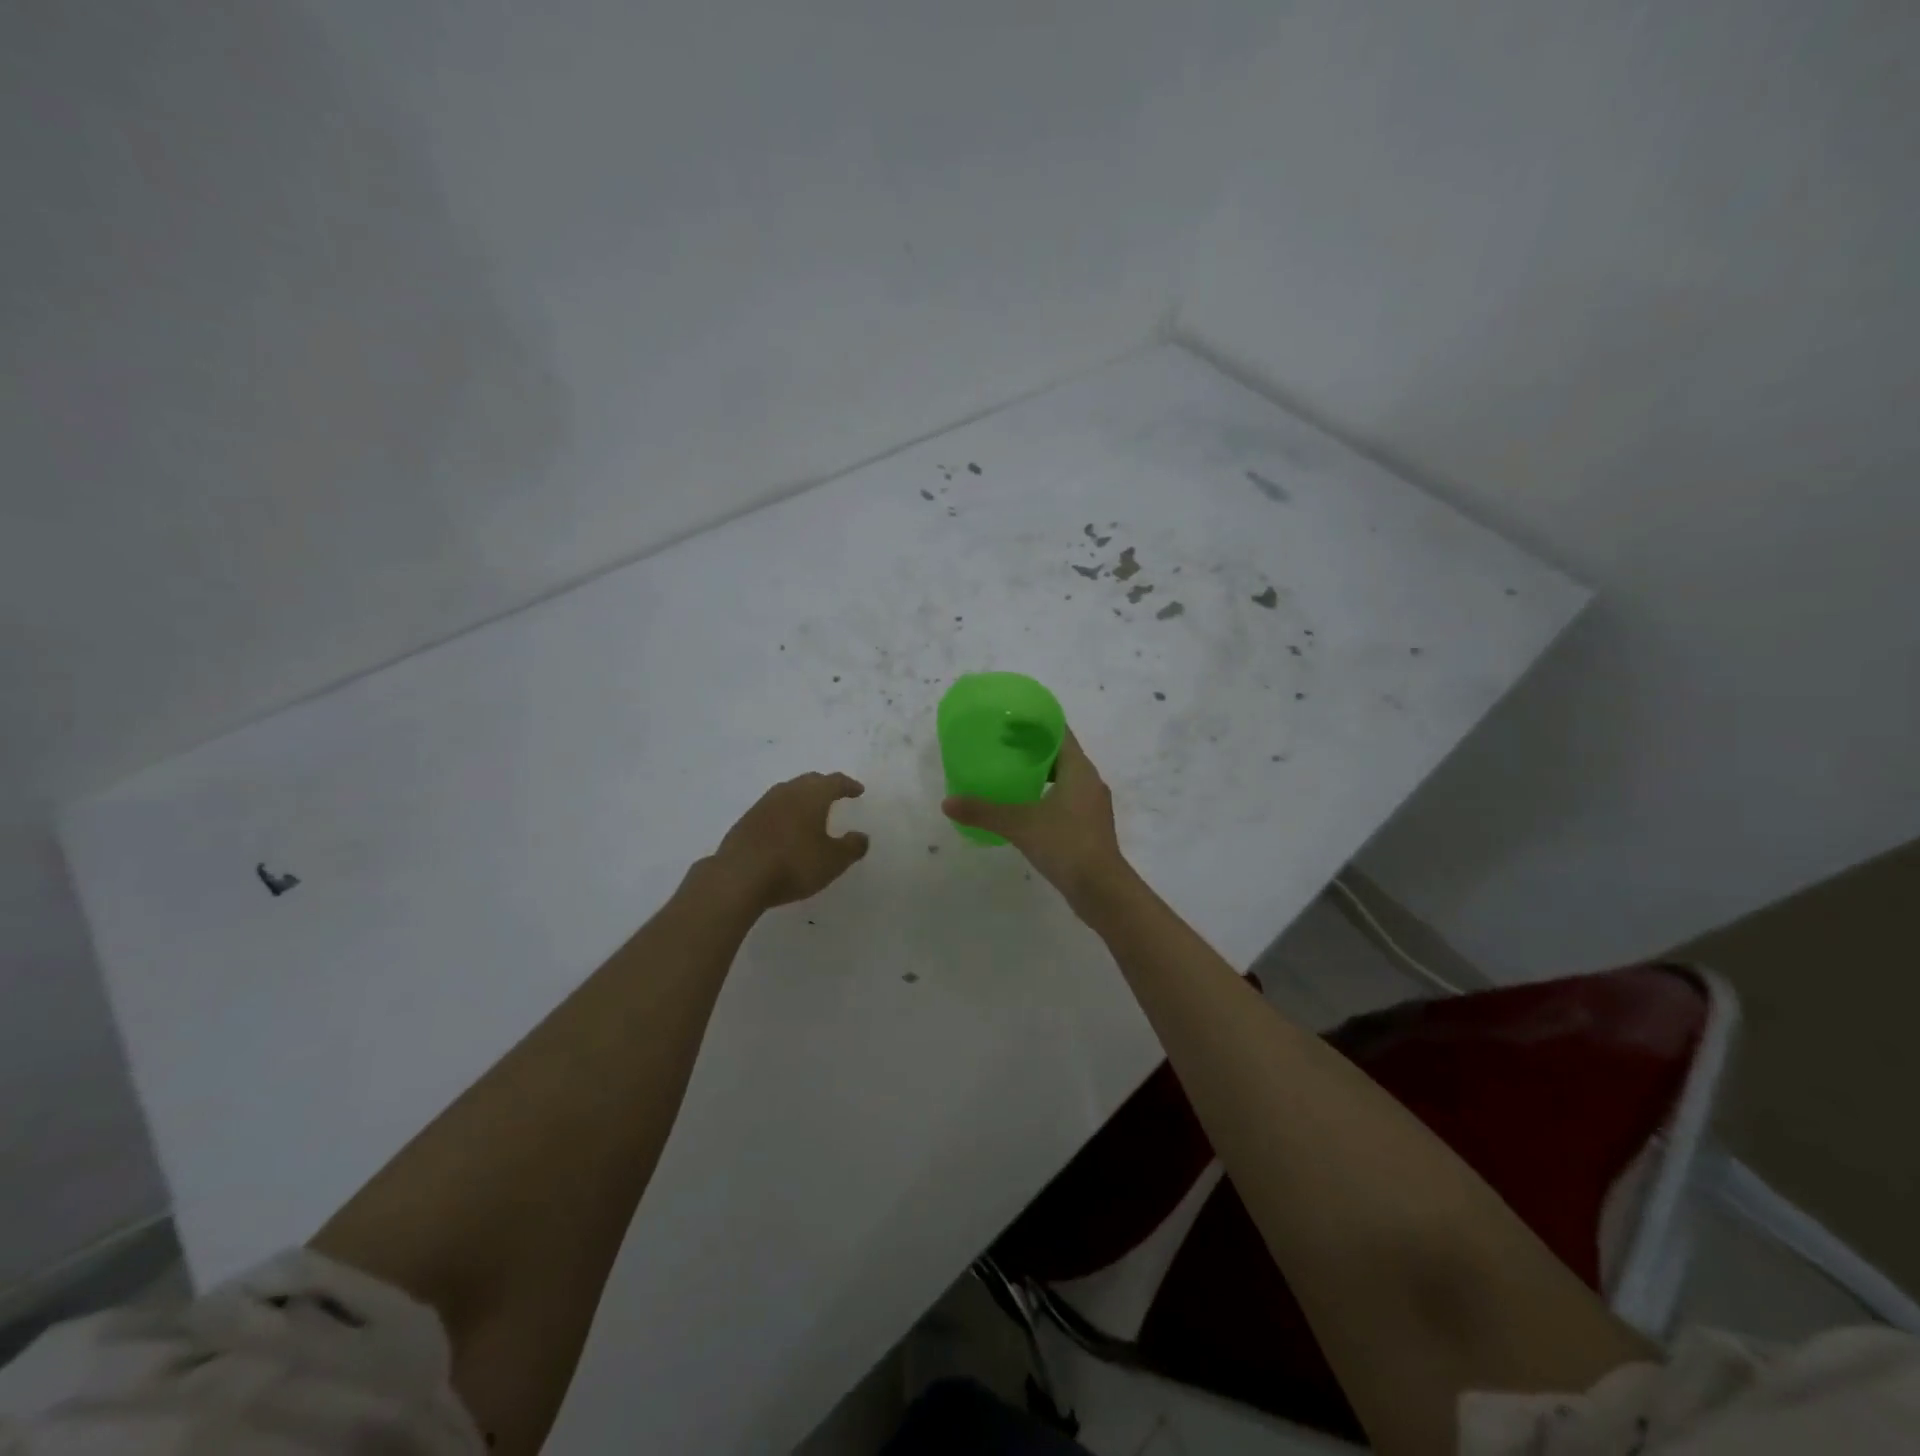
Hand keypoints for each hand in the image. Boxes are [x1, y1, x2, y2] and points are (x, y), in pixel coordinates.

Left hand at [711, 771, 870, 911]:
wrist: (739, 877)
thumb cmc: (794, 864)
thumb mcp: (833, 861)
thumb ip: (852, 847)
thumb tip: (862, 837)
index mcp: (811, 796)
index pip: (834, 781)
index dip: (848, 785)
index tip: (858, 790)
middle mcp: (787, 792)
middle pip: (809, 781)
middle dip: (825, 786)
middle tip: (835, 795)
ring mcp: (762, 805)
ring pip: (788, 792)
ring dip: (802, 798)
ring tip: (811, 812)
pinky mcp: (746, 821)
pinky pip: (772, 809)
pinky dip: (785, 813)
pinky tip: (785, 830)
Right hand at [942, 729, 1127, 910]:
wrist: (1101, 889)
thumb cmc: (1065, 844)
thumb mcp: (1020, 825)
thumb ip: (984, 811)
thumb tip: (947, 803)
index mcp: (1079, 769)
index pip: (1059, 732)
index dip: (1036, 722)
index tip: (1010, 718)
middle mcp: (1090, 781)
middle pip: (1061, 753)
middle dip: (1033, 747)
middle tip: (1002, 744)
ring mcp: (1092, 805)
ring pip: (1065, 777)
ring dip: (1041, 772)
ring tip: (1010, 773)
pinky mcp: (1089, 825)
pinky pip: (1066, 798)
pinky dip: (1046, 794)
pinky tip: (1025, 806)